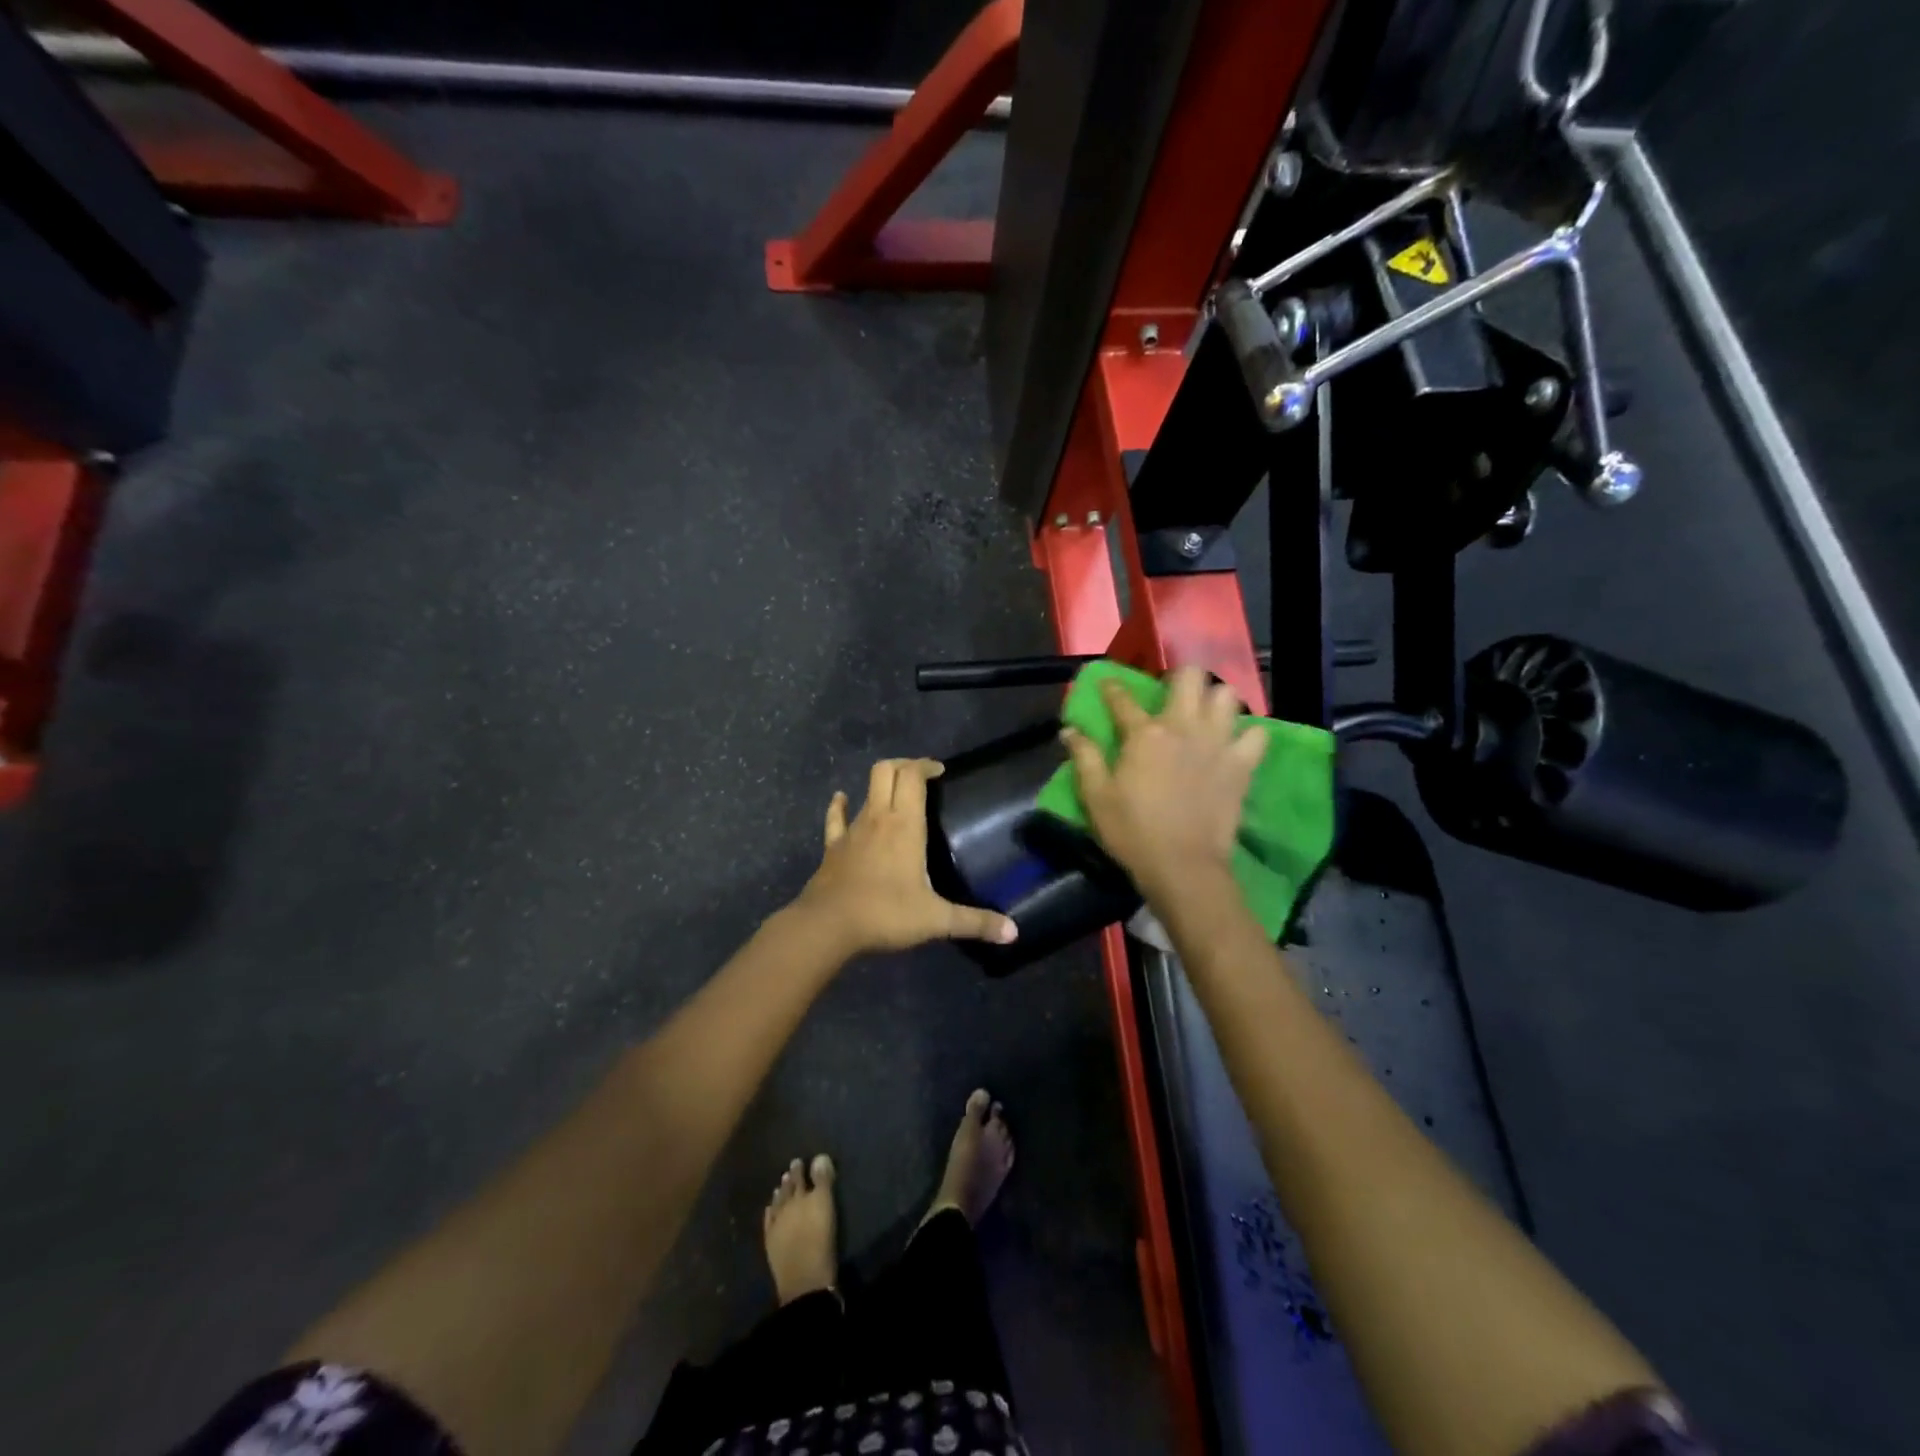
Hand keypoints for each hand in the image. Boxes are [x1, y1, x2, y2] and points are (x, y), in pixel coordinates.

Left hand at [795, 758, 1018, 955]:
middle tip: (921, 777)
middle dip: (904, 765)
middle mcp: (877, 817)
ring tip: (895, 794)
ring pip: (864, 791)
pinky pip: (836, 818)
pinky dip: (840, 806)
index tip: (940, 771)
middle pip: (885, 770)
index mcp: (904, 824)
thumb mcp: (936, 920)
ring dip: (880, 786)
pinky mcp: (832, 847)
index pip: (912, 775)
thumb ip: (974, 922)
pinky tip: (842, 800)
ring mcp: (851, 830)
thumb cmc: (885, 913)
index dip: (925, 765)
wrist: (827, 926)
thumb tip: (1013, 932)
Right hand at [1061, 668, 1267, 897]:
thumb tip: (1069, 730)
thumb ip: (1084, 757)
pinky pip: (1258, 734)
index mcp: (1144, 733)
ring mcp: (1218, 743)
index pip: (1123, 698)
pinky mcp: (1243, 764)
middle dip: (1180, 675)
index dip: (1112, 687)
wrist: (1184, 865)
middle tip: (1171, 692)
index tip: (1108, 684)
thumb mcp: (1096, 796)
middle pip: (1190, 676)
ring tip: (1206, 712)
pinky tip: (1236, 741)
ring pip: (1227, 696)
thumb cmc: (1133, 831)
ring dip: (1215, 698)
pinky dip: (1248, 733)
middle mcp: (1184, 727)